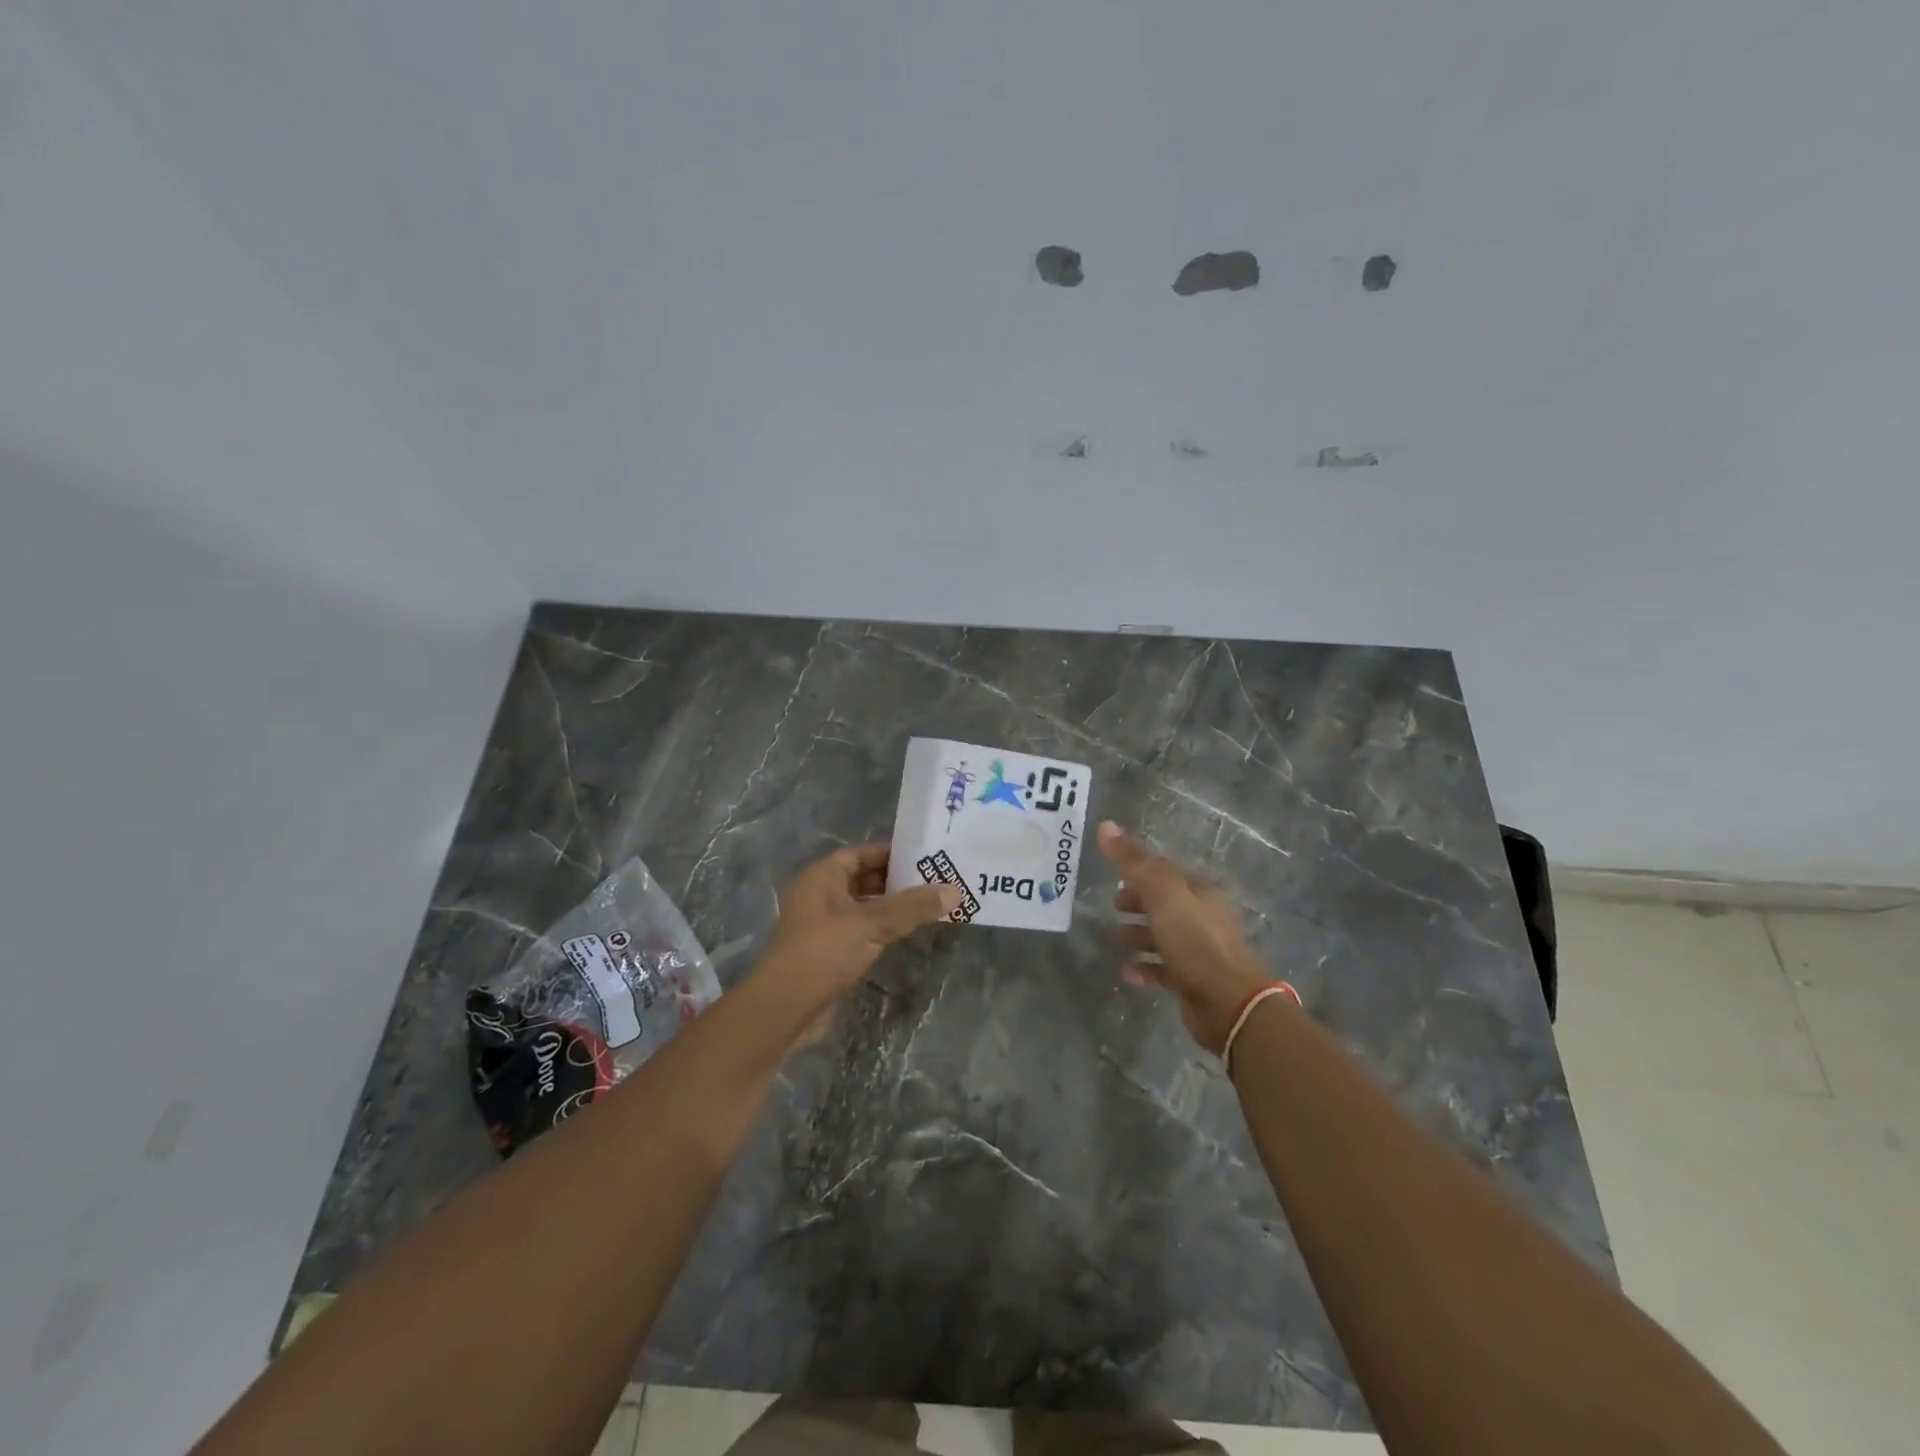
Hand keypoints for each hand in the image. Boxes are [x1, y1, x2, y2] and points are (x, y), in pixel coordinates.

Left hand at [760, 843, 958, 1009]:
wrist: (785, 1010)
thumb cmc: (823, 953)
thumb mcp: (870, 924)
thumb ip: (912, 906)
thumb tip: (955, 890)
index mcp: (821, 877)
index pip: (861, 854)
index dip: (891, 853)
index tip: (925, 856)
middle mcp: (820, 896)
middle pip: (864, 879)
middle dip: (897, 881)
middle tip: (936, 881)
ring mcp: (824, 926)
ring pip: (865, 908)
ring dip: (893, 908)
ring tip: (931, 905)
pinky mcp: (831, 953)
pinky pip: (863, 932)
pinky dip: (884, 930)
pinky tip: (910, 933)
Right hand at [1100, 821, 1274, 1053]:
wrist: (1229, 1002)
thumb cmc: (1196, 941)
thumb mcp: (1162, 894)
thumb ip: (1133, 862)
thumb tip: (1105, 825)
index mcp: (1199, 891)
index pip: (1166, 871)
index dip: (1139, 870)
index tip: (1114, 875)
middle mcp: (1202, 917)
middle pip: (1164, 903)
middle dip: (1137, 903)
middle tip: (1112, 906)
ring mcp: (1199, 950)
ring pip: (1163, 936)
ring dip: (1138, 935)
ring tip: (1114, 939)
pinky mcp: (1193, 981)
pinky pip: (1164, 969)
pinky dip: (1145, 967)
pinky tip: (1127, 972)